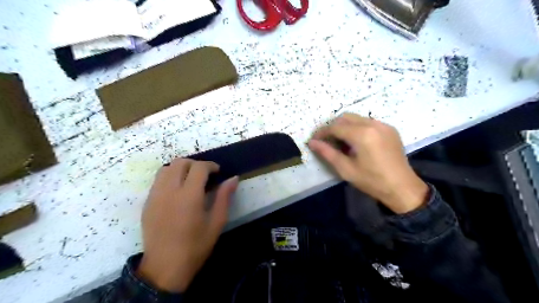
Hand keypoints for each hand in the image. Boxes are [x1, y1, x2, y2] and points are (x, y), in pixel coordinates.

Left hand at [137, 159, 238, 291]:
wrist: (164, 268)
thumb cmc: (195, 246)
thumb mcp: (216, 222)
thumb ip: (224, 197)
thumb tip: (233, 178)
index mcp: (189, 196)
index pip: (198, 168)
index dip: (210, 165)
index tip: (218, 172)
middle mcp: (169, 191)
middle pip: (180, 163)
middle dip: (195, 164)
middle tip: (205, 175)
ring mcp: (155, 196)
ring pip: (166, 169)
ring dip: (181, 168)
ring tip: (190, 180)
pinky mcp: (147, 203)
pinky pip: (158, 181)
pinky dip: (170, 177)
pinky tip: (178, 191)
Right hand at [309, 113, 427, 214]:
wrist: (402, 187)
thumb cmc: (371, 181)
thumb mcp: (346, 169)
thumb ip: (327, 153)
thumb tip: (311, 142)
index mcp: (362, 134)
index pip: (335, 127)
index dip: (322, 132)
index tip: (314, 140)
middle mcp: (373, 124)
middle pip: (345, 117)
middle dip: (333, 127)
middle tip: (327, 141)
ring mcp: (383, 125)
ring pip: (357, 118)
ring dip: (345, 127)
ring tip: (341, 143)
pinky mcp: (390, 129)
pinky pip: (368, 122)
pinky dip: (357, 128)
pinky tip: (357, 143)